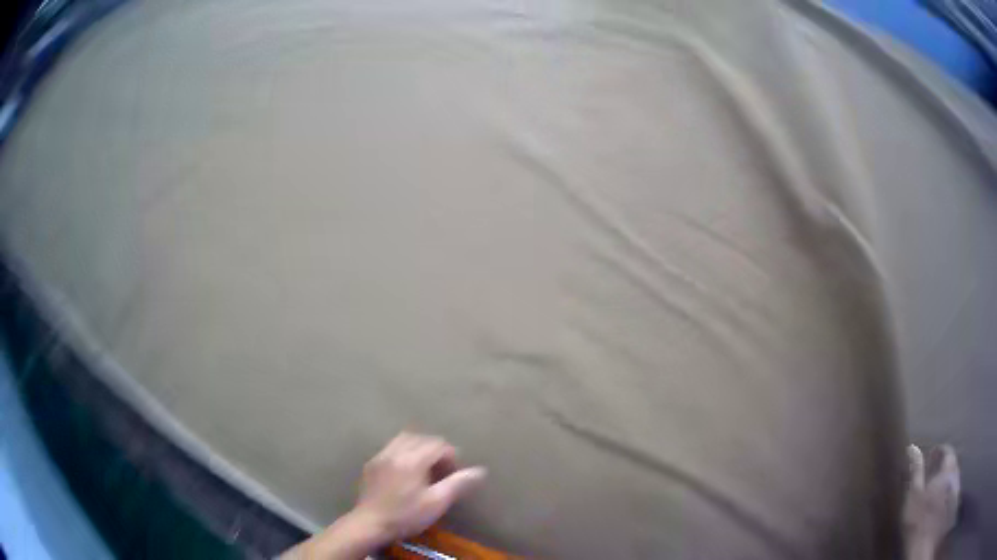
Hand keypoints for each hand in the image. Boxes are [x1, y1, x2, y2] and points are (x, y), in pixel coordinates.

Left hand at [281, 432, 485, 559]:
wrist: (370, 524)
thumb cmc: (406, 515)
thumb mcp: (436, 503)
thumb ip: (458, 484)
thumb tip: (480, 470)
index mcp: (412, 459)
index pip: (437, 444)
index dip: (451, 455)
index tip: (455, 472)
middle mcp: (395, 451)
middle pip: (421, 438)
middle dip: (436, 449)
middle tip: (443, 469)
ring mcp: (381, 456)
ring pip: (404, 439)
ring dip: (419, 447)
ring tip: (427, 466)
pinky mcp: (372, 464)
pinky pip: (391, 447)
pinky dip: (404, 451)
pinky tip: (407, 470)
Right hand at [903, 444, 959, 559]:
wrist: (927, 543)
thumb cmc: (920, 518)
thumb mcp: (914, 495)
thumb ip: (916, 471)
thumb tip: (913, 448)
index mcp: (948, 466)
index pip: (946, 450)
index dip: (937, 452)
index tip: (928, 458)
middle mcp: (956, 472)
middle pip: (951, 463)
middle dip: (942, 467)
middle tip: (930, 476)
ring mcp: (955, 488)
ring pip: (952, 478)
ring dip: (944, 480)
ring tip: (933, 492)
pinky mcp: (952, 503)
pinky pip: (951, 491)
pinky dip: (945, 493)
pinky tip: (937, 505)